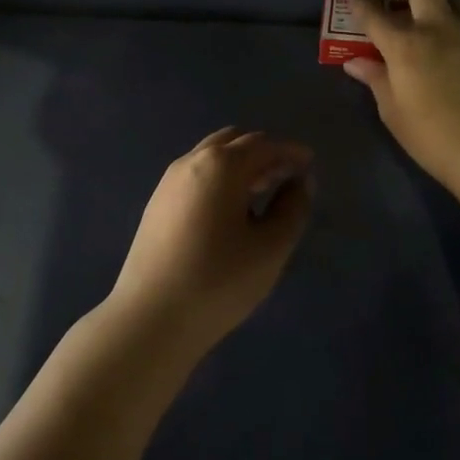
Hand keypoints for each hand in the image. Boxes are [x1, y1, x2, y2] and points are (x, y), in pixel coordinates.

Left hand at [108, 128, 314, 356]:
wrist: (150, 317)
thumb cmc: (218, 280)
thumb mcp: (270, 248)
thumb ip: (292, 209)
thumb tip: (299, 182)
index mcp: (222, 165)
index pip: (263, 145)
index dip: (290, 151)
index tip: (309, 161)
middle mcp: (192, 162)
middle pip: (234, 141)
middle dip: (264, 152)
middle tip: (287, 175)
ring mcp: (169, 181)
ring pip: (212, 156)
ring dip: (240, 163)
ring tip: (263, 190)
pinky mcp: (157, 203)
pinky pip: (196, 174)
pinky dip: (220, 177)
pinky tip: (230, 209)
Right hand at [345, 0, 459, 182]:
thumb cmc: (432, 134)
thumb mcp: (393, 112)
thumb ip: (376, 80)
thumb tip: (357, 63)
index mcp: (404, 44)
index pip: (373, 14)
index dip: (360, 6)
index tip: (357, 5)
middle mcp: (436, 25)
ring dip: (444, 2)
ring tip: (440, 24)